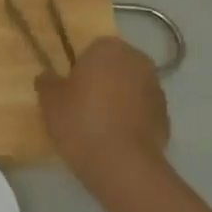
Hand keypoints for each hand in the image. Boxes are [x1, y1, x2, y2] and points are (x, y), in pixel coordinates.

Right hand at [36, 37, 169, 190]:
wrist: (121, 162)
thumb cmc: (80, 122)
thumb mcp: (50, 102)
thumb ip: (47, 83)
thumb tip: (48, 76)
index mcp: (109, 49)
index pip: (93, 48)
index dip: (80, 68)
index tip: (70, 89)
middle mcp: (138, 61)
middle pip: (115, 66)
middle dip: (102, 80)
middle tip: (82, 105)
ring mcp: (156, 88)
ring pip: (130, 88)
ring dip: (118, 99)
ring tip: (99, 125)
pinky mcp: (165, 114)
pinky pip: (141, 110)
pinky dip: (131, 118)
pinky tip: (115, 138)